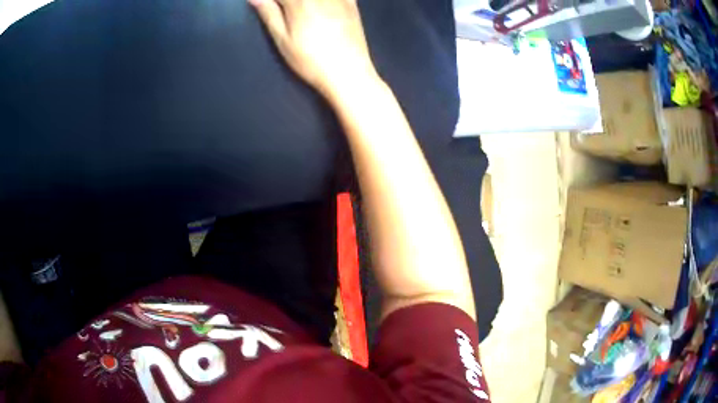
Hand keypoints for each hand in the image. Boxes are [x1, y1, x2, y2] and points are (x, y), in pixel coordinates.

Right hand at [248, 0, 379, 98]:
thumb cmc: (310, 60)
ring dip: (301, 2)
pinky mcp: (352, 2)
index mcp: (299, 1)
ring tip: (297, 11)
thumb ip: (269, 13)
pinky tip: (318, 8)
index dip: (267, 0)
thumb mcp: (282, 39)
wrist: (348, 72)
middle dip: (284, 1)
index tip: (264, 5)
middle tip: (280, 10)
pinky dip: (323, 0)